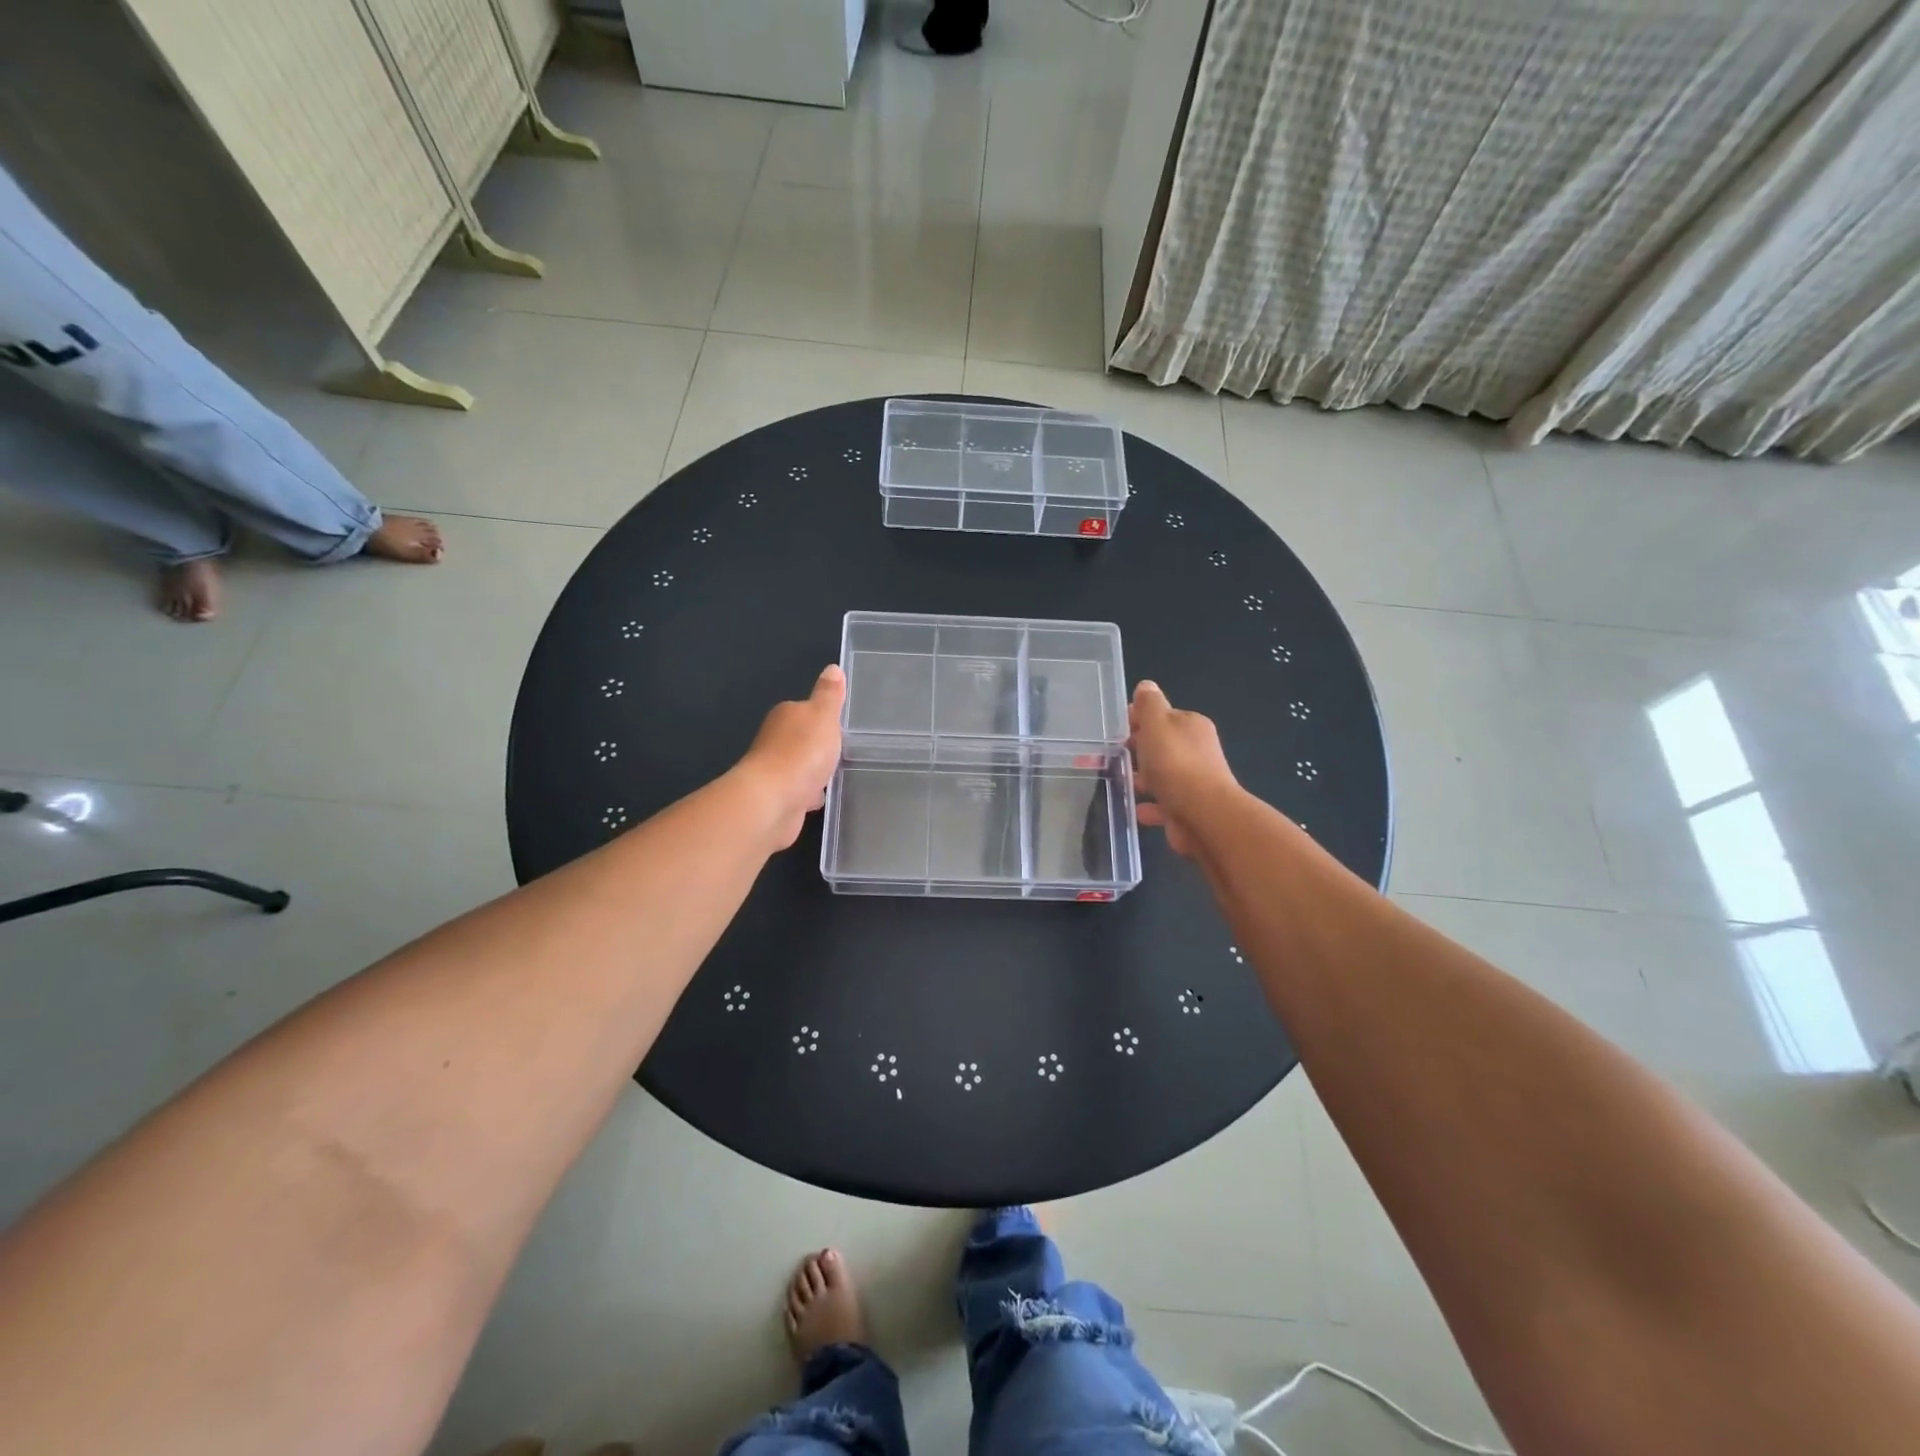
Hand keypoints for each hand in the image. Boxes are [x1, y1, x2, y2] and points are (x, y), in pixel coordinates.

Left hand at [737, 664, 845, 848]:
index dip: (824, 718)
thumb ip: (829, 695)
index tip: (842, 728)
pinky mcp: (778, 798)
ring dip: (814, 772)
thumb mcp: (824, 716)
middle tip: (844, 752)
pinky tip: (821, 799)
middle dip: (819, 747)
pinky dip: (809, 794)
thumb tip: (832, 668)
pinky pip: (799, 791)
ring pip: (801, 767)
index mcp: (785, 715)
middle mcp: (775, 740)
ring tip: (836, 776)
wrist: (773, 801)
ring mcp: (775, 771)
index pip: (806, 711)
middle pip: (802, 739)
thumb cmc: (802, 752)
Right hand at [1129, 681, 1237, 857]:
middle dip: (1139, 749)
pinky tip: (1137, 808)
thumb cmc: (1175, 763)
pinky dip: (1150, 804)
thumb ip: (1149, 704)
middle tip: (1112, 756)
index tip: (1116, 729)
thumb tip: (1146, 686)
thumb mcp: (1156, 724)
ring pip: (1163, 775)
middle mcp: (1197, 750)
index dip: (1138, 720)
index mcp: (1191, 725)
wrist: (1203, 815)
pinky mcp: (1189, 808)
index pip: (1162, 716)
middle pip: (1162, 745)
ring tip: (1120, 782)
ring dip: (1143, 778)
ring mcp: (1195, 781)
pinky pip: (1164, 803)